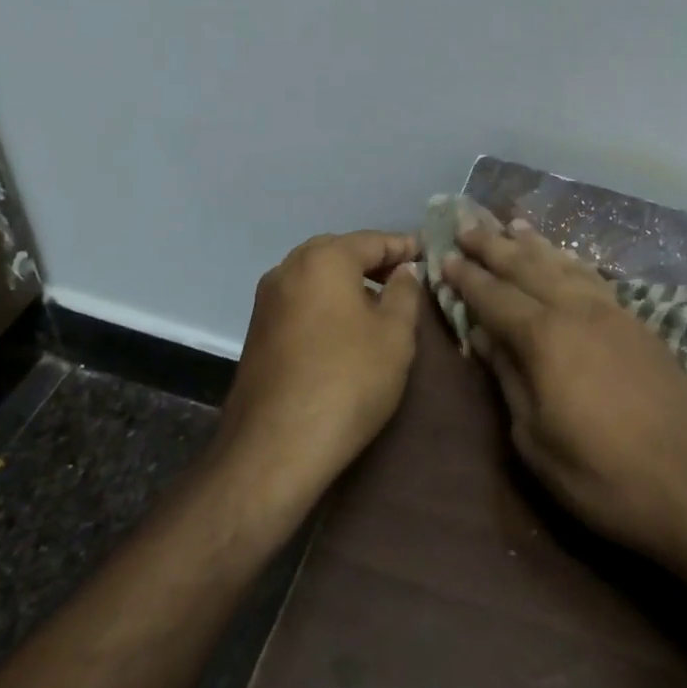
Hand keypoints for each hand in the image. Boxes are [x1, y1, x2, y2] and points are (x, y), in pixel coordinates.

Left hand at [218, 230, 422, 503]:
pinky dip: (327, 301)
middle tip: (405, 277)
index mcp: (324, 259)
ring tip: (380, 302)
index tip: (429, 254)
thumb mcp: (395, 334)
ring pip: (317, 276)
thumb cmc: (348, 380)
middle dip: (373, 261)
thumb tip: (404, 271)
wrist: (276, 446)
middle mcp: (288, 268)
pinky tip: (346, 326)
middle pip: (340, 252)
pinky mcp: (257, 330)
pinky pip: (301, 300)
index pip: (373, 240)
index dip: (404, 247)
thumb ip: (405, 292)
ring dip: (348, 282)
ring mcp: (267, 300)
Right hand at [439, 221, 686, 574]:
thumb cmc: (604, 476)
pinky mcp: (638, 323)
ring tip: (512, 225)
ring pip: (563, 265)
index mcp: (545, 338)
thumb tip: (485, 337)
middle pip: (527, 268)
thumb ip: (509, 380)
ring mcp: (612, 312)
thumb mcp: (536, 441)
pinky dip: (570, 261)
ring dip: (534, 245)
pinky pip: (592, 277)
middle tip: (468, 225)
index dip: (467, 278)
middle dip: (494, 246)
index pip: (495, 297)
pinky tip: (564, 258)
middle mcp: (576, 310)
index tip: (444, 257)